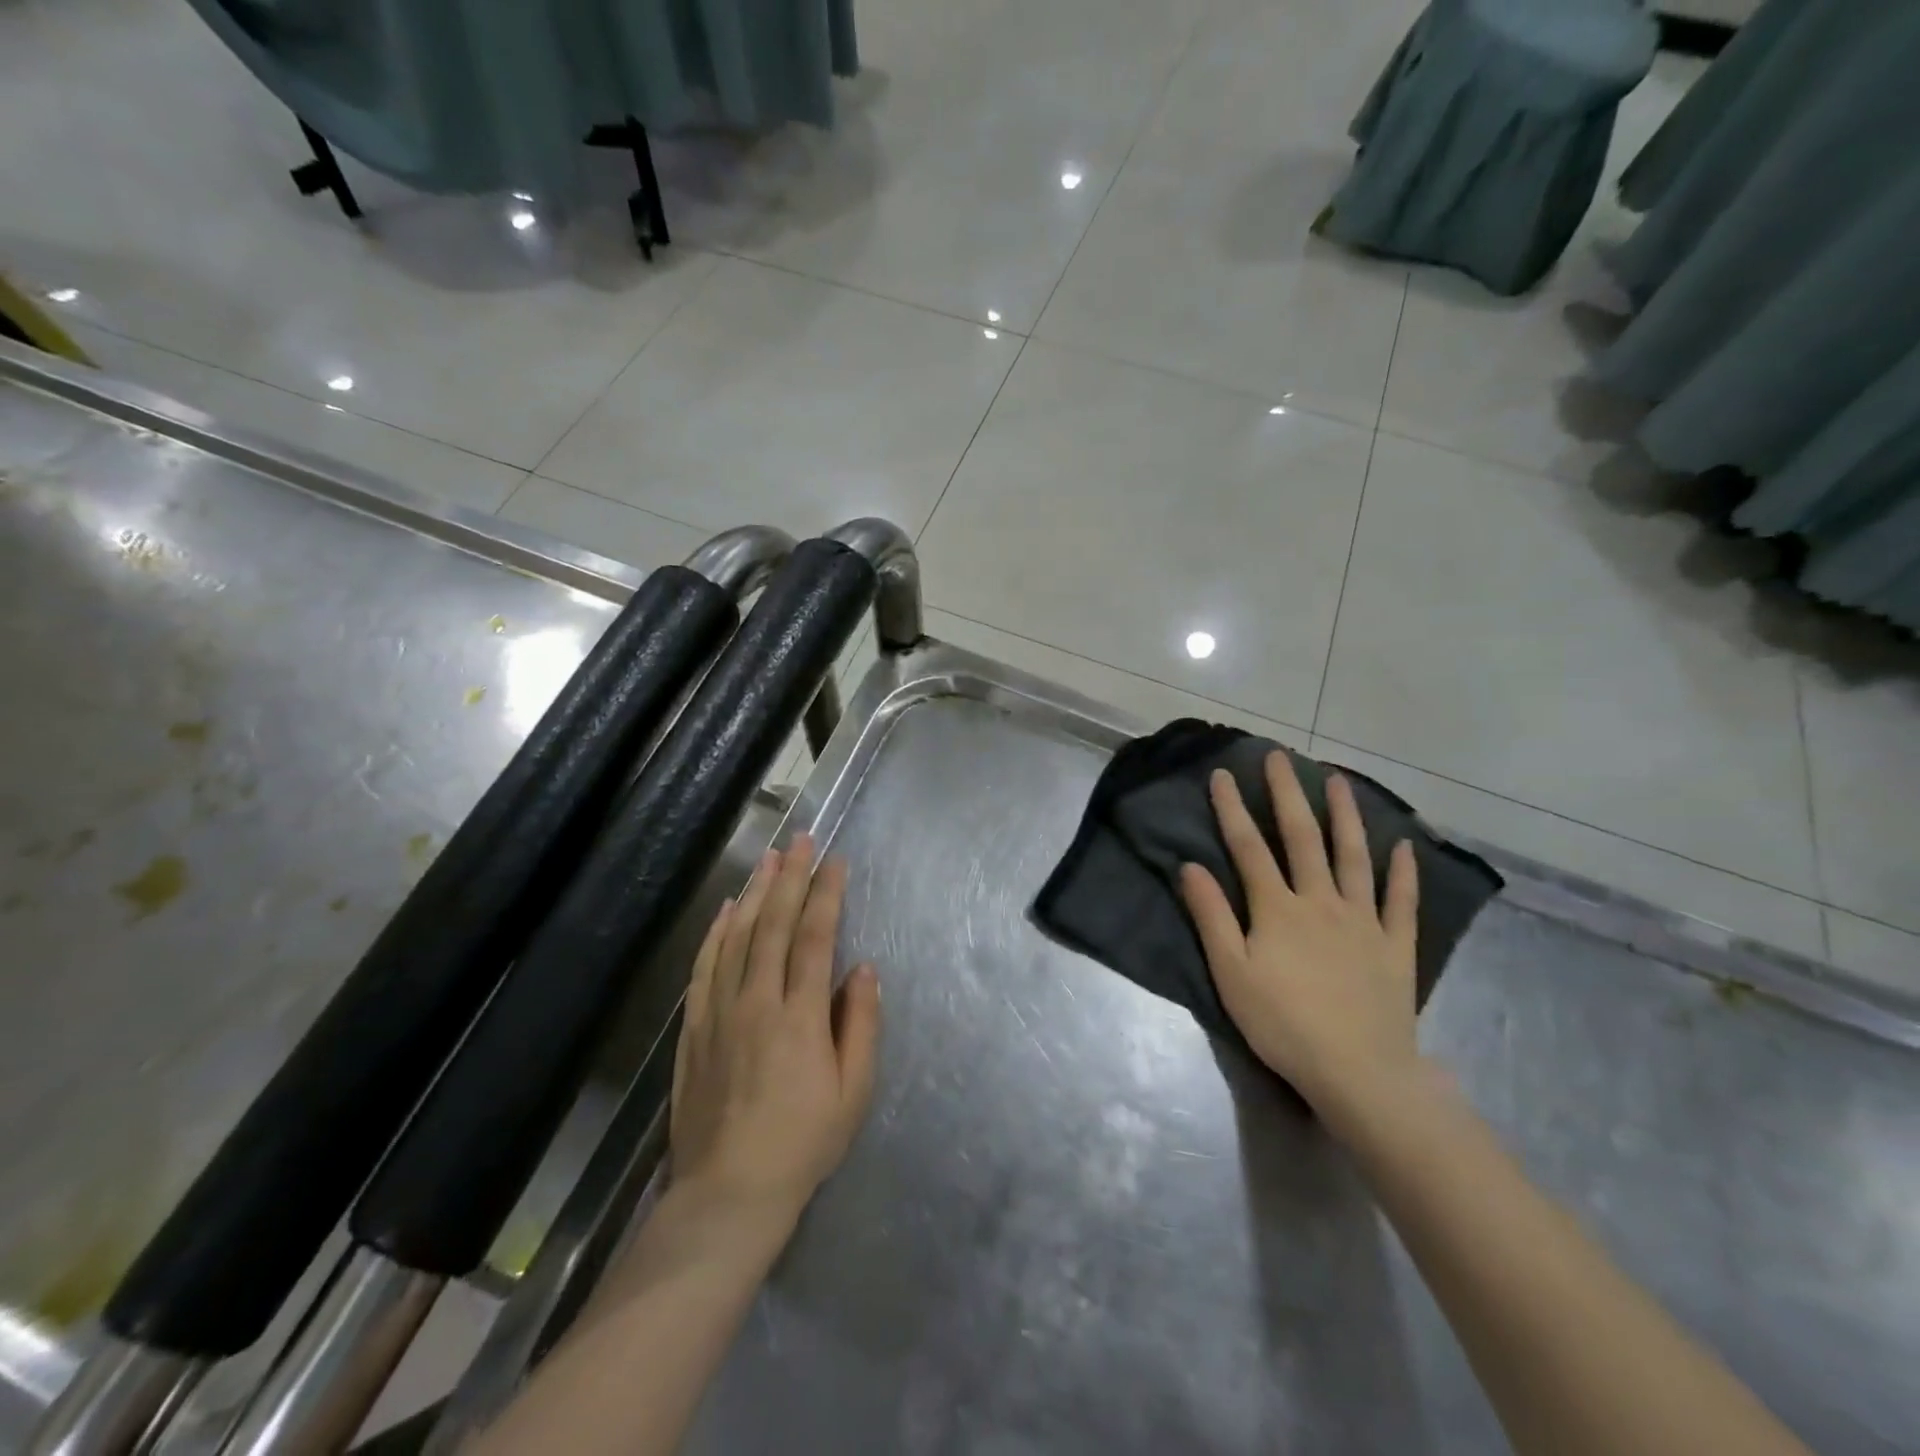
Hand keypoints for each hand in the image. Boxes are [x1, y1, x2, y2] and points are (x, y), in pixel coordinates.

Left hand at [670, 834, 881, 1229]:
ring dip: (754, 894)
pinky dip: (715, 933)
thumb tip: (862, 969)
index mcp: (800, 1017)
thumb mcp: (853, 1091)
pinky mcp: (694, 1029)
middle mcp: (757, 1003)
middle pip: (773, 926)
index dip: (826, 895)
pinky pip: (704, 968)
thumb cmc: (804, 1142)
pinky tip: (725, 910)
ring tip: (768, 859)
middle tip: (800, 840)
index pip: (814, 938)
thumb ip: (860, 1024)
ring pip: (736, 938)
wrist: (728, 1193)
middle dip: (790, 878)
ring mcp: (720, 1013)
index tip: (835, 862)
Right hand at [1179, 753, 1422, 1118]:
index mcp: (1277, 909)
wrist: (1358, 1071)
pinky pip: (1401, 902)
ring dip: (1345, 816)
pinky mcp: (1395, 946)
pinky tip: (1403, 847)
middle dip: (1287, 794)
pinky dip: (1403, 873)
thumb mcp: (1231, 972)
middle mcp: (1321, 901)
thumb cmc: (1283, 1023)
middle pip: (1302, 838)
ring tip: (1338, 782)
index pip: (1249, 847)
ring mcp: (1363, 921)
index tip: (1222, 774)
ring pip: (1354, 857)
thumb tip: (1190, 866)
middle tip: (1280, 758)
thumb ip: (1211, 916)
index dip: (1232, 809)